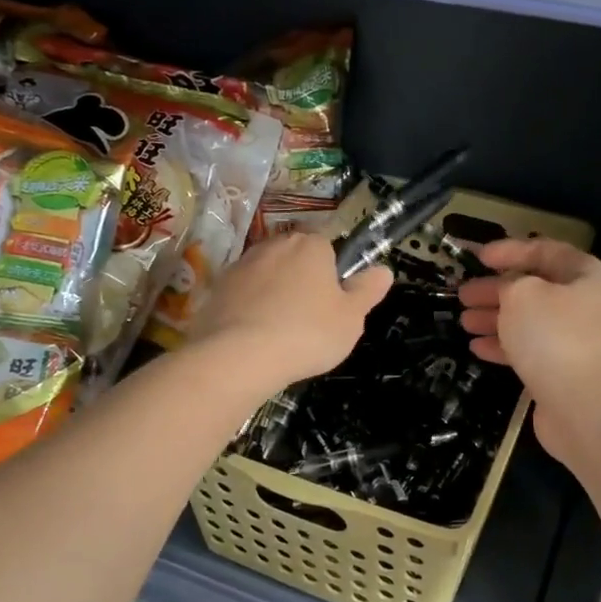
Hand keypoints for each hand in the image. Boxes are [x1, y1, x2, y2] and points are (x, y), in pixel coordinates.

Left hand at [188, 232, 392, 397]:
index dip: (331, 276)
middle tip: (308, 320)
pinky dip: (248, 309)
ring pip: (266, 276)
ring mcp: (241, 265)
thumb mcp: (351, 318)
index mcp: (310, 245)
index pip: (327, 249)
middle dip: (300, 282)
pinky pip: (241, 295)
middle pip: (294, 259)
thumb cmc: (307, 334)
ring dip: (273, 294)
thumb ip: (368, 291)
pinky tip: (252, 337)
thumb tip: (383, 270)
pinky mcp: (216, 288)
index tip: (331, 306)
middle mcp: (274, 245)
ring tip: (278, 332)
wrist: (239, 356)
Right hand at [457, 238, 600, 461]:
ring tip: (464, 321)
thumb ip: (510, 283)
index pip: (545, 251)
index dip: (510, 250)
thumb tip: (509, 290)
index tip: (479, 257)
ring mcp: (577, 341)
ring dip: (495, 318)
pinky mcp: (564, 372)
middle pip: (535, 288)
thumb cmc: (555, 338)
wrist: (587, 409)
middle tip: (463, 294)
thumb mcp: (523, 295)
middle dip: (496, 289)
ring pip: (529, 321)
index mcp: (586, 276)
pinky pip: (530, 350)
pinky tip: (476, 348)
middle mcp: (586, 305)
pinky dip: (503, 346)